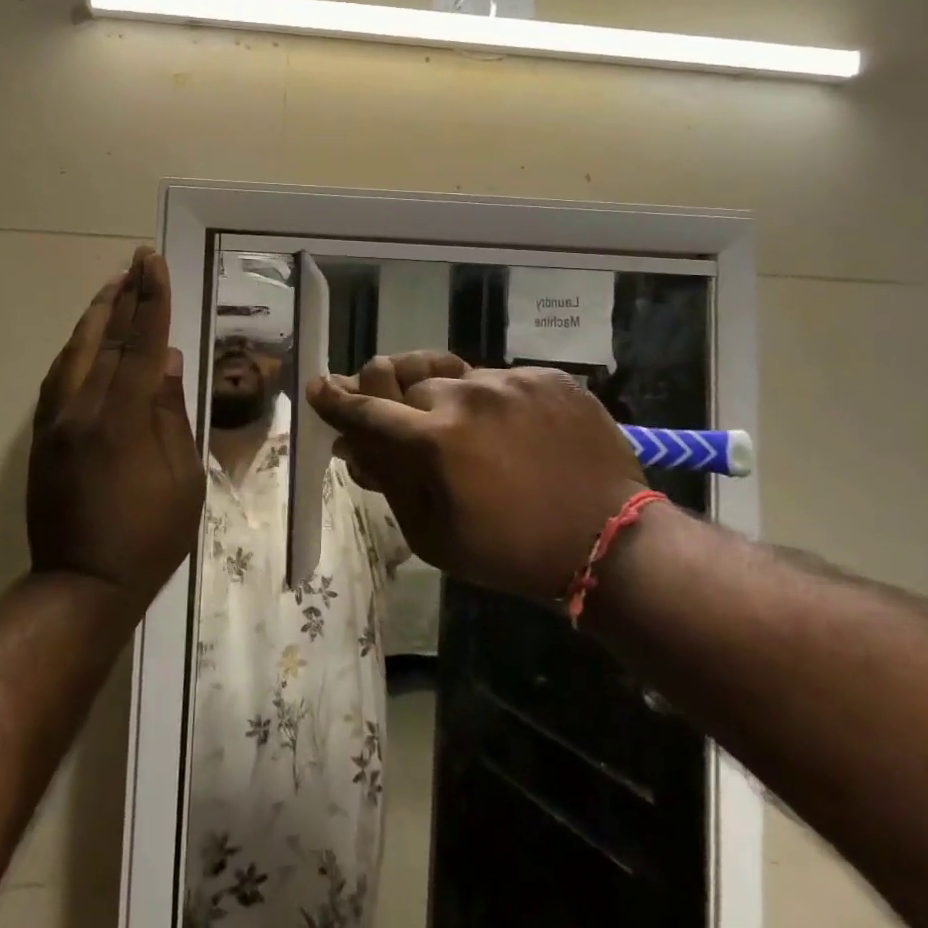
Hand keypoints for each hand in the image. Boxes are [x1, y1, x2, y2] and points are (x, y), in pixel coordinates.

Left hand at [27, 248, 203, 612]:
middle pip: (104, 339)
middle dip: (122, 296)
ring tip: (112, 287)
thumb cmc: (148, 537)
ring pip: (74, 353)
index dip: (150, 300)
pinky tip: (85, 338)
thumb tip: (165, 360)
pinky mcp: (41, 438)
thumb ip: (170, 413)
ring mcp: (55, 423)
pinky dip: (75, 349)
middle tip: (134, 261)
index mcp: (121, 419)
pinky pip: (57, 378)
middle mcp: (82, 410)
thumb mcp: (181, 478)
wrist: (80, 586)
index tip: (153, 264)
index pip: (140, 344)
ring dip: (95, 317)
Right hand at [308, 355, 649, 601]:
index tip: (319, 384)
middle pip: (408, 382)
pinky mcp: (547, 375)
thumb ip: (388, 482)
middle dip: (400, 405)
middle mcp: (466, 395)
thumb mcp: (433, 535)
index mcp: (434, 440)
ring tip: (470, 432)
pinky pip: (500, 379)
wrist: (608, 540)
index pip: (367, 408)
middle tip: (411, 429)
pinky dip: (494, 402)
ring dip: (448, 401)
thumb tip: (351, 447)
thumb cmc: (510, 551)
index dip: (337, 398)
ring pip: (454, 376)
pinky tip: (513, 433)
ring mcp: (511, 380)